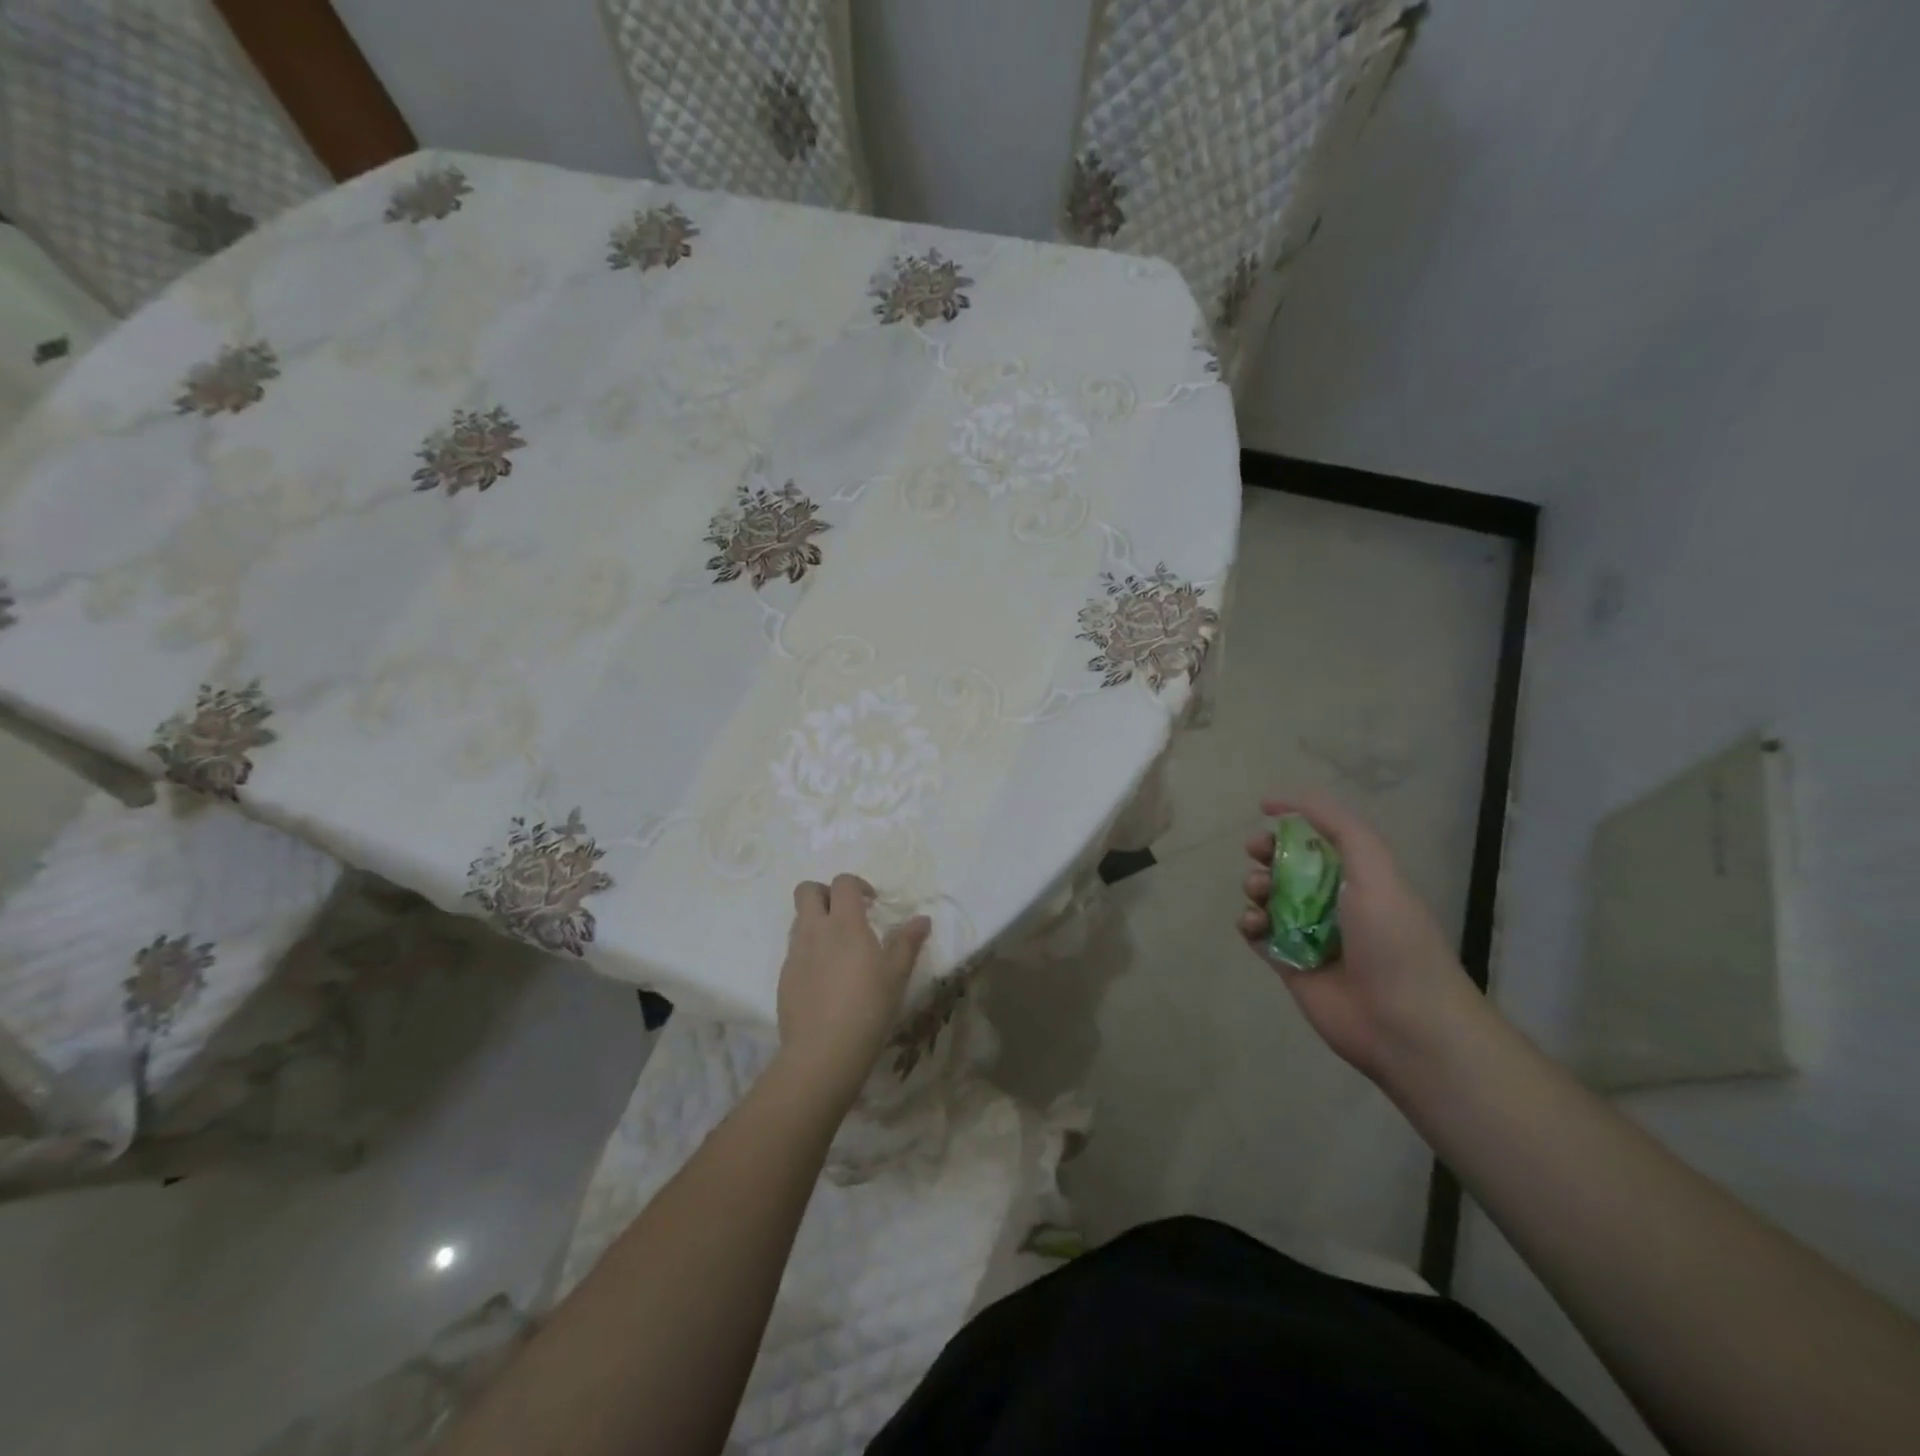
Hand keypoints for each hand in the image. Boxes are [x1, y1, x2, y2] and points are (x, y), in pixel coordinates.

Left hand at [777, 875, 930, 1104]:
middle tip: (845, 914)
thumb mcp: (897, 974)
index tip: (871, 903)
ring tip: (838, 949)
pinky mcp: (784, 977)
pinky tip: (826, 979)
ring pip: (798, 920)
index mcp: (844, 923)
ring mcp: (795, 954)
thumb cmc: (868, 1006)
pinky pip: (794, 951)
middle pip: (807, 890)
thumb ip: (908, 942)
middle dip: (825, 893)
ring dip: (815, 922)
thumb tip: (922, 919)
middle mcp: (814, 930)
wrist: (823, 1050)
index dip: (857, 885)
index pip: (842, 883)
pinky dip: (808, 952)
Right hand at [1238, 796, 1479, 1084]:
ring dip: (1256, 888)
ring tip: (1259, 895)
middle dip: (1267, 854)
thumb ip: (1340, 829)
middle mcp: (1333, 903)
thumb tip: (1291, 802)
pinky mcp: (1289, 965)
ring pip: (1268, 899)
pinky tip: (1254, 924)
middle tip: (1255, 853)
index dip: (1293, 824)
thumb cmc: (1394, 940)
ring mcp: (1309, 935)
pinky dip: (1249, 924)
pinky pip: (1257, 935)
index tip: (1264, 812)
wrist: (1404, 1023)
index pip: (1320, 840)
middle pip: (1288, 867)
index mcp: (1359, 879)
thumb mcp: (1376, 870)